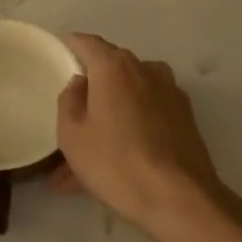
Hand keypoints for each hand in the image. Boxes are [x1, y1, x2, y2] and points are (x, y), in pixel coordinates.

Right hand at [54, 33, 227, 237]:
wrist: (178, 198)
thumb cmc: (115, 162)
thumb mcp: (72, 134)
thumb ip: (69, 100)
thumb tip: (80, 83)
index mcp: (115, 67)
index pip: (87, 43)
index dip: (70, 45)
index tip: (57, 51)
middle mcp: (146, 70)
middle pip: (110, 71)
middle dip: (89, 93)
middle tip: (68, 119)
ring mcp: (170, 94)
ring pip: (127, 101)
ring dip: (106, 121)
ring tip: (82, 162)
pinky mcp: (184, 119)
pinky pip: (145, 118)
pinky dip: (127, 133)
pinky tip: (112, 165)